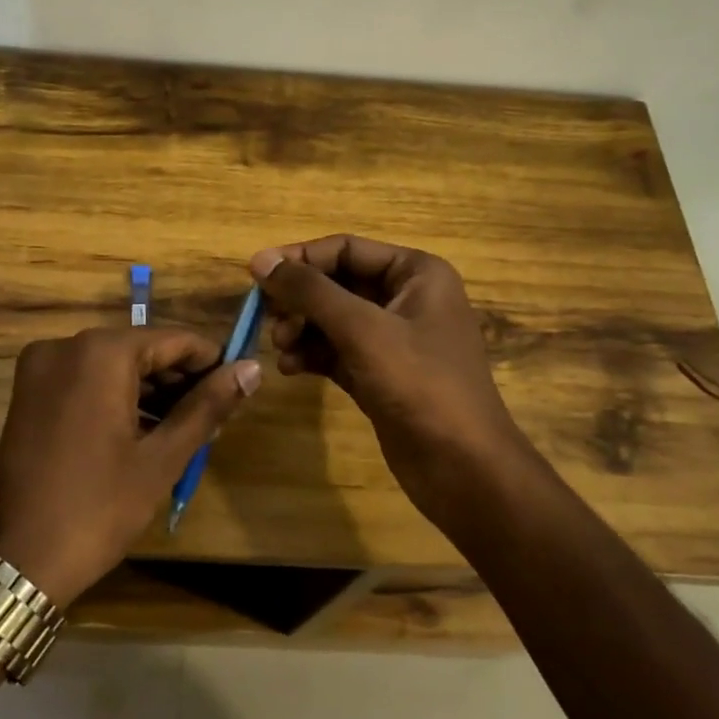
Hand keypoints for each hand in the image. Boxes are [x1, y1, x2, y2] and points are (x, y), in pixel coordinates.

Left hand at [0, 326, 260, 604]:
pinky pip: (87, 380)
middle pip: (142, 350)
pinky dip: (118, 397)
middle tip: (215, 416)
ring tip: (186, 427)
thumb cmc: (98, 507)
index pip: (174, 340)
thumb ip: (207, 406)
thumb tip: (252, 369)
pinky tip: (145, 429)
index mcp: (100, 352)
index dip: (211, 361)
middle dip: (180, 380)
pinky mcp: (29, 392)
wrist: (17, 560)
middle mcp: (66, 345)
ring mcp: (41, 367)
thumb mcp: (162, 457)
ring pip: (114, 365)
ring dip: (151, 391)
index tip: (238, 388)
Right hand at [250, 235, 528, 526]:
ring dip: (302, 329)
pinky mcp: (382, 373)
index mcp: (416, 273)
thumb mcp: (362, 330)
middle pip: (337, 283)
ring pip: (334, 319)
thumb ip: (310, 291)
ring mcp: (395, 338)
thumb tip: (260, 259)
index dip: (299, 259)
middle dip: (300, 300)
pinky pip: (338, 351)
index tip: (255, 276)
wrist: (463, 468)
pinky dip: (313, 355)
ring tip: (279, 348)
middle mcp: (407, 298)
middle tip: (266, 320)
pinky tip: (290, 369)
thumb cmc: (420, 385)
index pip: (346, 249)